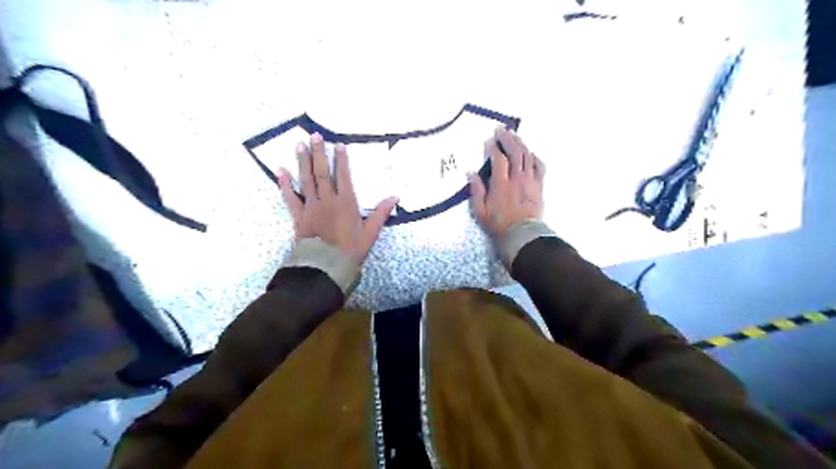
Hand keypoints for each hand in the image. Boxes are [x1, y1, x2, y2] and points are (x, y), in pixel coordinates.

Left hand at [278, 134, 396, 264]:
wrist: (325, 266)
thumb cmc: (350, 250)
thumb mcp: (370, 233)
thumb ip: (381, 213)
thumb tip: (395, 197)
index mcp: (345, 203)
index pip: (343, 176)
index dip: (341, 160)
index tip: (338, 145)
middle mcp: (327, 200)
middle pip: (321, 172)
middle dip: (319, 153)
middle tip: (314, 136)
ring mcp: (311, 207)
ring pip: (306, 180)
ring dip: (302, 161)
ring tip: (299, 145)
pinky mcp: (299, 216)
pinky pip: (290, 197)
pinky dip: (285, 184)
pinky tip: (280, 171)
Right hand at [468, 127, 546, 238]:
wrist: (522, 235)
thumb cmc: (498, 224)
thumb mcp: (480, 211)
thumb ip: (476, 190)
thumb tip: (471, 172)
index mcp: (501, 184)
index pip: (498, 159)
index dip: (493, 147)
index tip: (489, 140)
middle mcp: (517, 178)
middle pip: (514, 152)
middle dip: (507, 138)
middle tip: (501, 130)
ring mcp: (530, 181)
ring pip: (527, 156)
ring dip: (520, 143)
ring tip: (514, 135)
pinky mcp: (539, 186)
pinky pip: (539, 166)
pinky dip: (534, 157)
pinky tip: (530, 152)